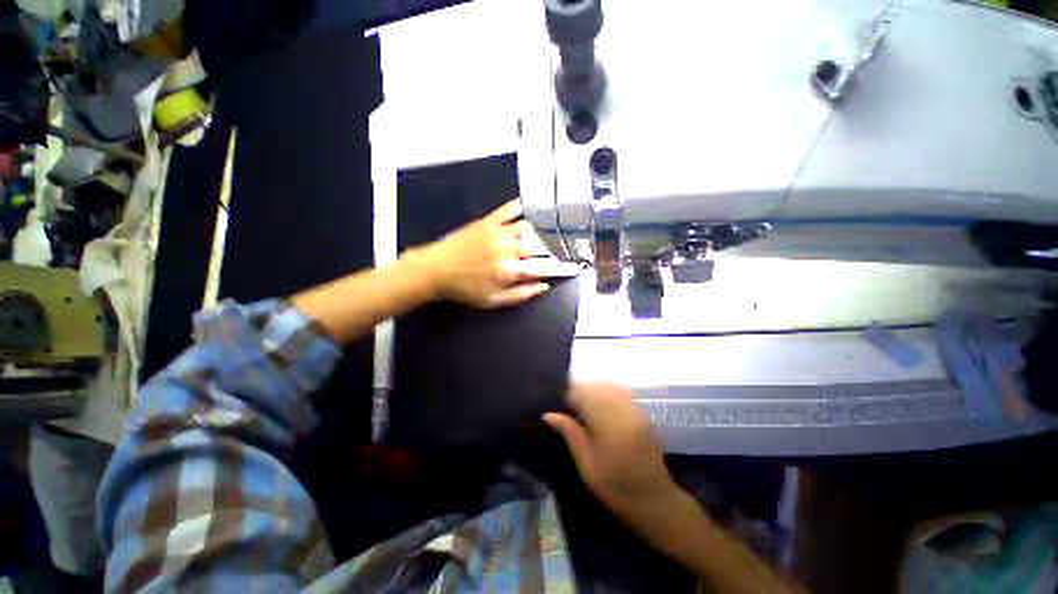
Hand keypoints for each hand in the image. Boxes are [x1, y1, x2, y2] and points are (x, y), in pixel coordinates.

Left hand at [413, 199, 579, 308]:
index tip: (575, 267)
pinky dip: (522, 206)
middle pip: (540, 246)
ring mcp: (498, 232)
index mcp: (509, 271)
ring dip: (543, 232)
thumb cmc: (465, 289)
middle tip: (564, 251)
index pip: (543, 268)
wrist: (437, 269)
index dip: (562, 268)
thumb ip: (521, 294)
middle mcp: (508, 249)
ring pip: (529, 228)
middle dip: (556, 250)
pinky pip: (509, 209)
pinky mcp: (488, 221)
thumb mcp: (493, 301)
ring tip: (552, 235)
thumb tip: (545, 285)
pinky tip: (532, 206)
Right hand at [544, 383, 680, 520]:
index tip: (553, 401)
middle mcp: (623, 409)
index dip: (565, 393)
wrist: (655, 501)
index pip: (582, 393)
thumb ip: (569, 433)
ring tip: (579, 404)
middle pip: (595, 386)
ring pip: (607, 386)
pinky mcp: (641, 411)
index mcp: (608, 422)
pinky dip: (604, 394)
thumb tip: (548, 414)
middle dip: (577, 390)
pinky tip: (597, 406)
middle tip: (564, 404)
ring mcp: (634, 408)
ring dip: (591, 391)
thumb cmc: (616, 488)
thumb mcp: (586, 465)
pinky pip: (618, 392)